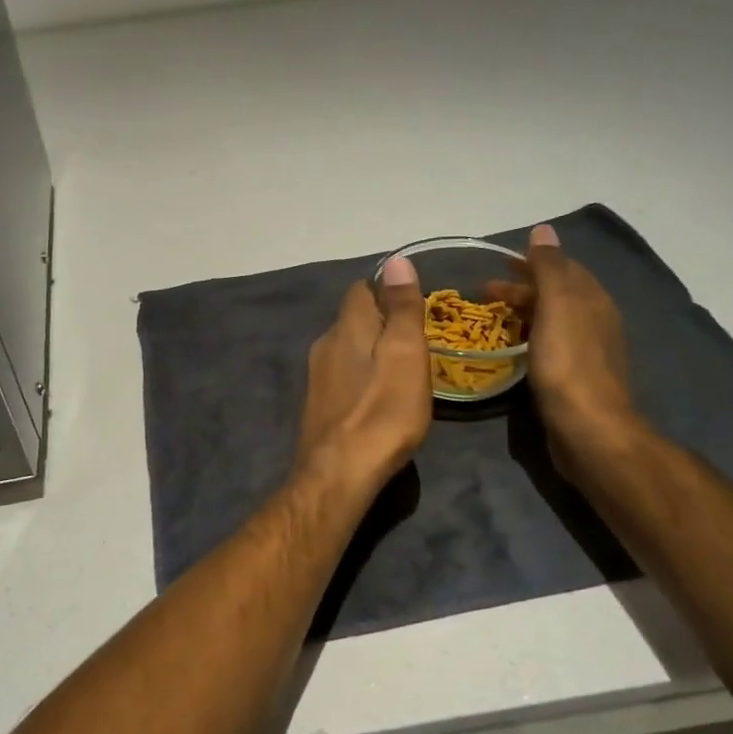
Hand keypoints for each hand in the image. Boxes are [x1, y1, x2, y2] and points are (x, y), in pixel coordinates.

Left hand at [295, 257, 432, 491]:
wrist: (339, 473)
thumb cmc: (382, 410)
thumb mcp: (405, 353)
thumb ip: (401, 307)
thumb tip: (396, 260)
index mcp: (346, 327)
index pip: (360, 290)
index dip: (386, 291)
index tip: (413, 306)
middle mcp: (324, 345)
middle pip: (353, 320)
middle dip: (380, 324)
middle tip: (416, 342)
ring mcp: (317, 378)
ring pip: (346, 350)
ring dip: (371, 353)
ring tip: (402, 372)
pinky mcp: (317, 407)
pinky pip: (342, 379)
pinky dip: (361, 379)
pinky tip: (378, 400)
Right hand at [486, 225, 638, 476]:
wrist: (587, 427)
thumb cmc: (568, 362)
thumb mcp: (557, 305)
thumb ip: (549, 266)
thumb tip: (543, 229)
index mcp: (593, 300)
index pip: (563, 268)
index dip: (532, 261)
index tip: (500, 262)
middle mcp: (595, 321)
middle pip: (556, 293)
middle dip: (523, 287)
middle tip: (485, 291)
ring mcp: (586, 351)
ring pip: (551, 319)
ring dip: (523, 311)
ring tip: (492, 317)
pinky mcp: (574, 378)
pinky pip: (548, 344)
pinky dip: (528, 336)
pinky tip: (511, 347)